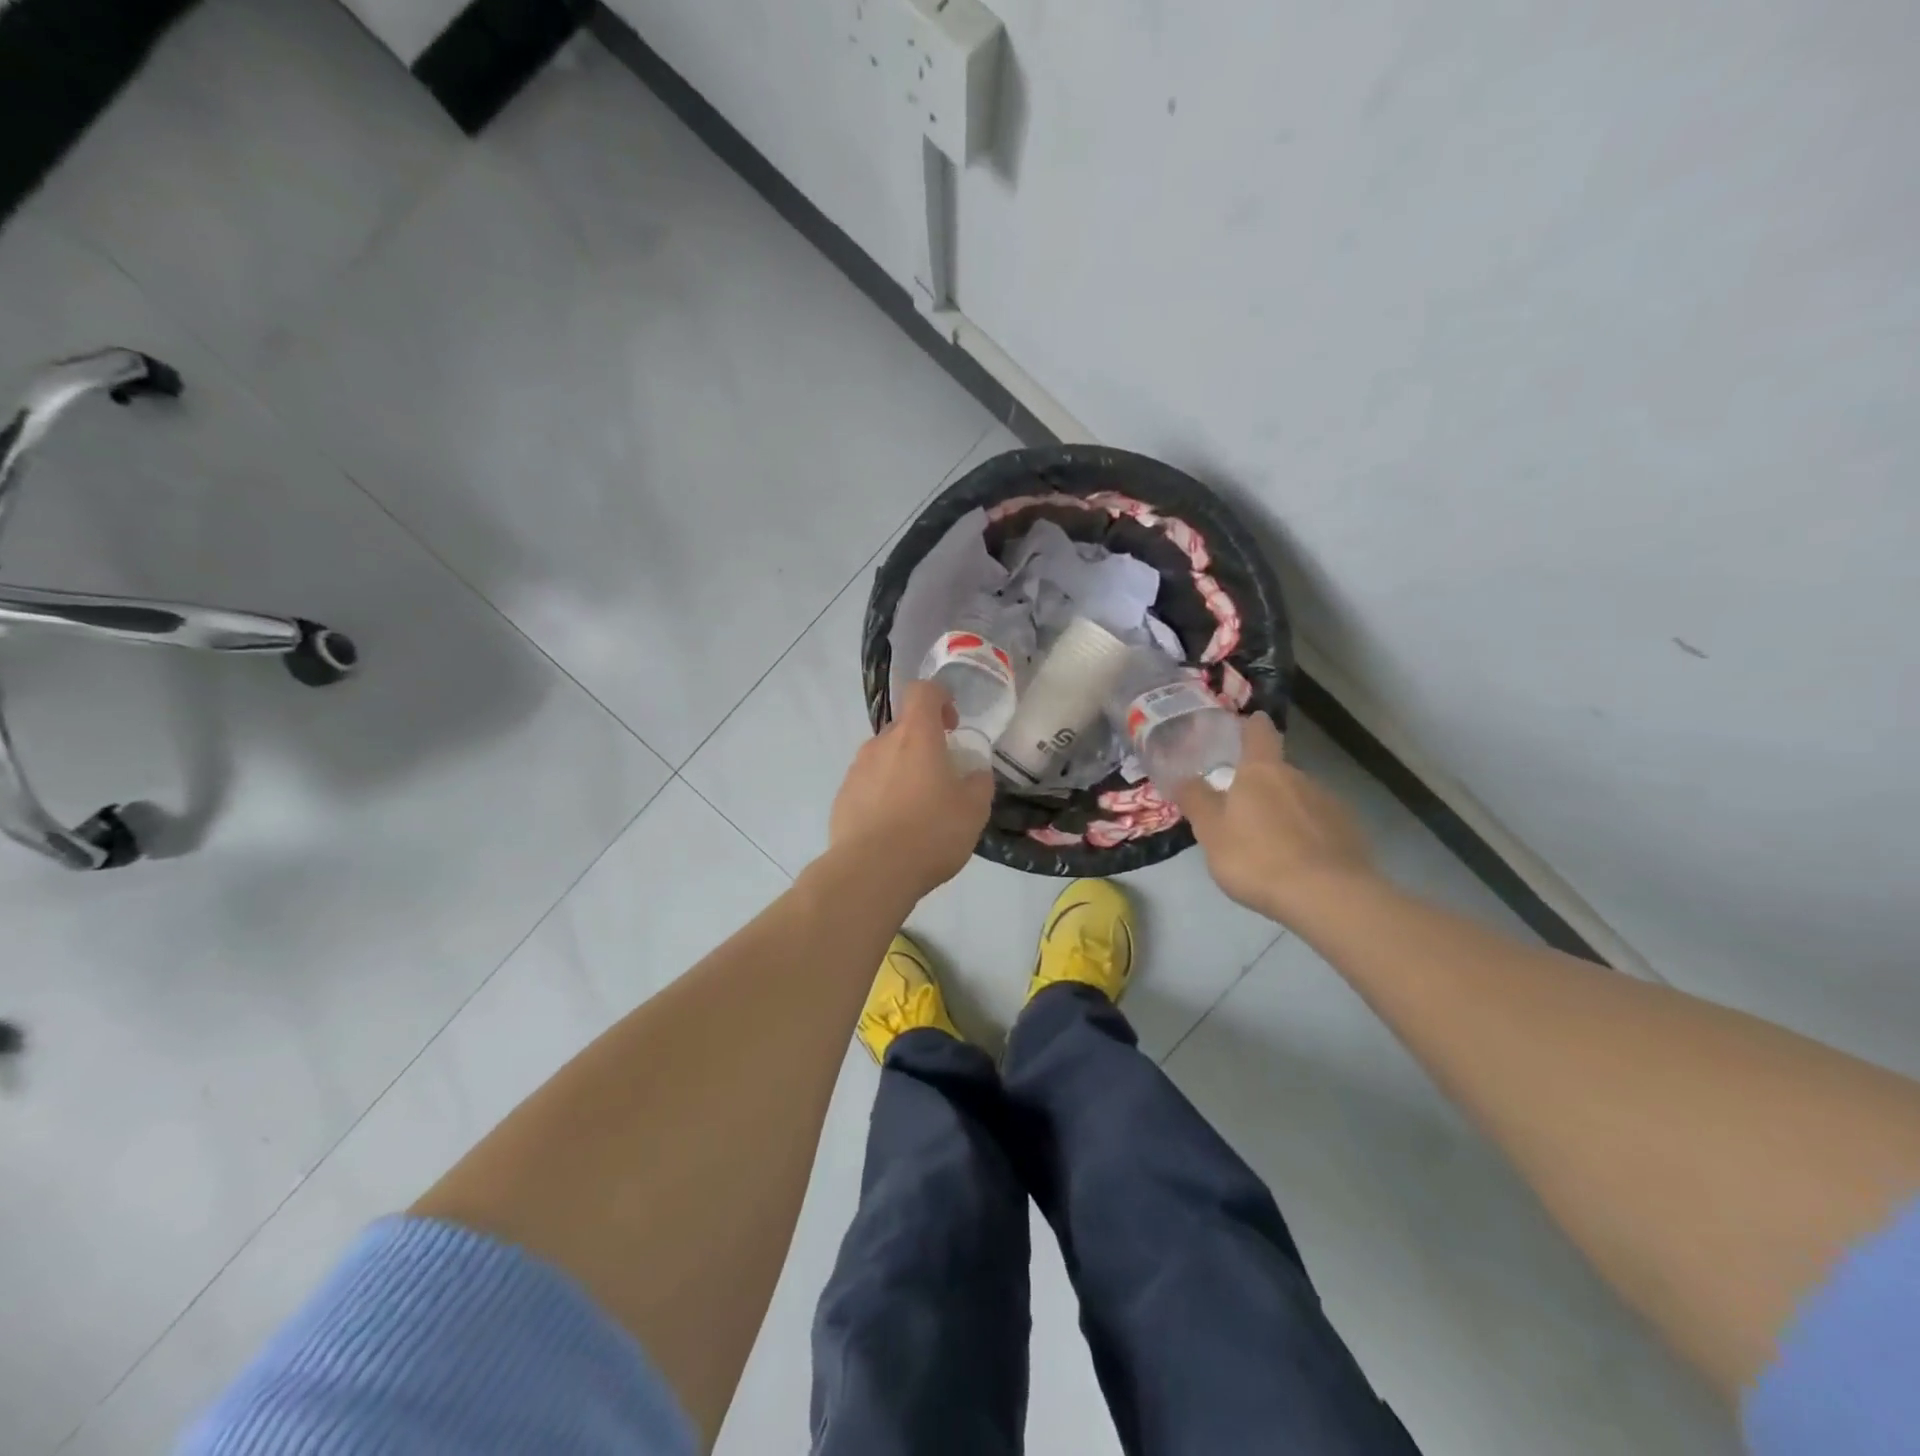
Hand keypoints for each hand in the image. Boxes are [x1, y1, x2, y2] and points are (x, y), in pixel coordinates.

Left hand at [829, 680, 994, 900]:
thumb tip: (974, 775)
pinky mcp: (842, 797)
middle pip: (903, 728)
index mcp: (916, 736)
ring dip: (902, 771)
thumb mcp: (974, 811)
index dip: (940, 698)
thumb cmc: (930, 832)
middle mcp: (881, 744)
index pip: (922, 691)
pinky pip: (868, 785)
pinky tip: (894, 828)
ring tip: (917, 809)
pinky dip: (882, 795)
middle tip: (941, 777)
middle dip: (923, 743)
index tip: (952, 724)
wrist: (871, 871)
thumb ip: (978, 784)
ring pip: (884, 757)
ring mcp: (857, 770)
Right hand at [1171, 713, 1374, 924]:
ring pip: (1299, 799)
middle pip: (1277, 771)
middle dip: (1261, 784)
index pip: (1259, 733)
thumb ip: (1196, 801)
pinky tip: (1298, 861)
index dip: (1252, 726)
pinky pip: (1320, 825)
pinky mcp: (1350, 832)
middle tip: (1241, 810)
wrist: (1327, 896)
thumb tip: (1183, 777)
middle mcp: (1299, 777)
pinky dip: (1307, 835)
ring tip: (1269, 844)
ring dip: (1284, 811)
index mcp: (1261, 771)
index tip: (1248, 723)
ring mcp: (1329, 804)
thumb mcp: (1211, 832)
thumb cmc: (1257, 858)